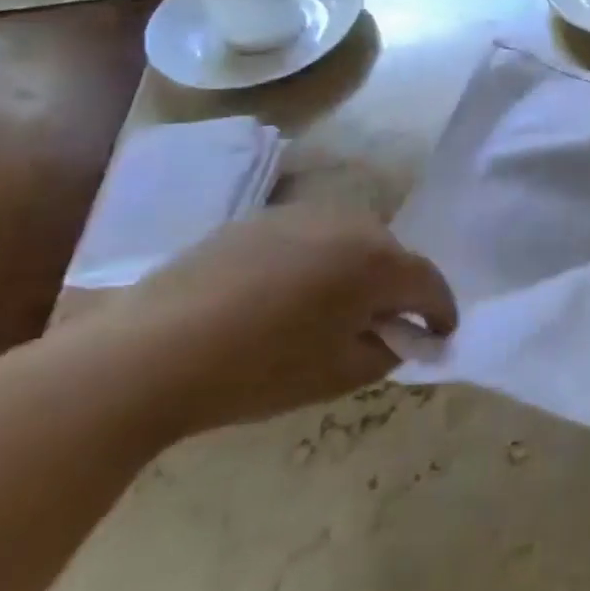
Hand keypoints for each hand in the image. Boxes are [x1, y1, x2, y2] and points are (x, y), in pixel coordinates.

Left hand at [74, 205, 455, 438]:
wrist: (148, 352)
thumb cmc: (257, 370)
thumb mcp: (338, 375)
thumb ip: (386, 351)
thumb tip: (399, 335)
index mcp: (377, 263)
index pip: (430, 283)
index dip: (441, 312)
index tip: (440, 334)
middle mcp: (351, 225)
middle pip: (394, 255)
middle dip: (399, 288)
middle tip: (385, 323)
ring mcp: (304, 214)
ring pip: (354, 240)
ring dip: (359, 269)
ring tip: (336, 306)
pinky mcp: (261, 218)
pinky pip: (313, 235)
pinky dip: (319, 260)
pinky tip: (288, 293)